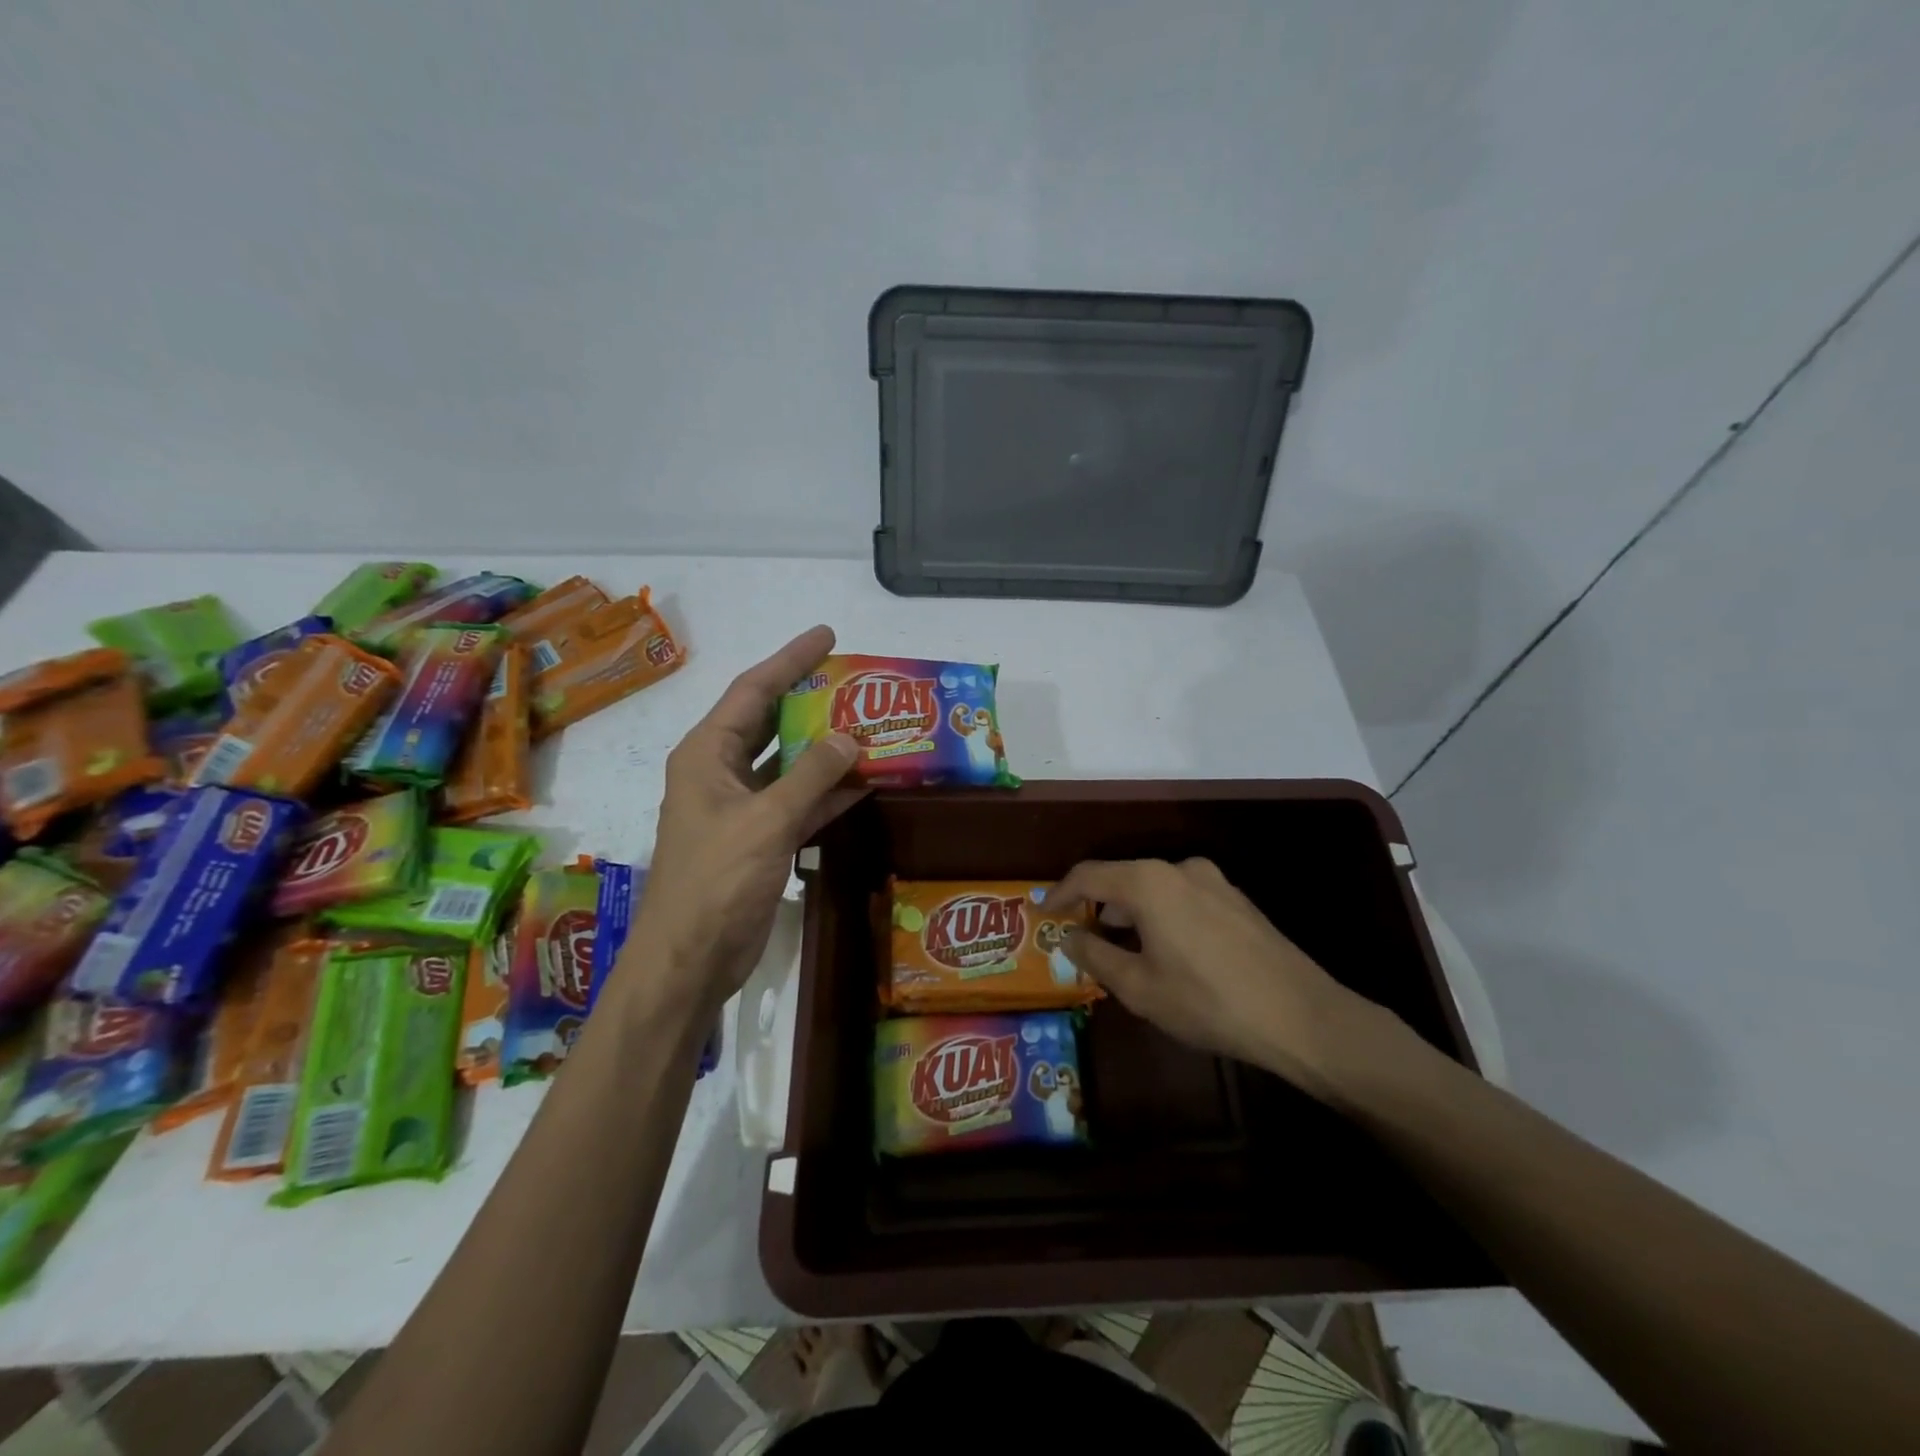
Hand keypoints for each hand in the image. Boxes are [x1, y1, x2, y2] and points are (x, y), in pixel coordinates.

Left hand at [618, 625, 855, 1024]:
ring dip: (824, 750)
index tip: (827, 636)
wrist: (691, 959)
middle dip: (809, 701)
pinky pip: (798, 802)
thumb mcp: (766, 821)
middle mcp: (719, 773)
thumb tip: (851, 738)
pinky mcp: (759, 839)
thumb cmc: (717, 880)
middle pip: (768, 722)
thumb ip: (811, 776)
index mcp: (705, 754)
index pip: (751, 691)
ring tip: (869, 726)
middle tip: (853, 680)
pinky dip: (827, 793)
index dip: (789, 660)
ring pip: (787, 764)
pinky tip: (864, 784)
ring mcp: (740, 807)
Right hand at [1045, 857, 1388, 1103]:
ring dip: (1130, 912)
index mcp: (1148, 882)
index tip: (1044, 914)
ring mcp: (1214, 881)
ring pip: (1154, 888)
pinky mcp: (1237, 900)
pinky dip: (1161, 915)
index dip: (1061, 893)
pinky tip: (1166, 951)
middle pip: (1123, 877)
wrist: (1301, 1016)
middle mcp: (1179, 869)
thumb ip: (1095, 955)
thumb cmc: (1208, 1002)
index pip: (1089, 875)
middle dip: (1097, 905)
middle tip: (1080, 935)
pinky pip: (1182, 897)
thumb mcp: (1139, 987)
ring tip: (1121, 948)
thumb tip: (1069, 936)